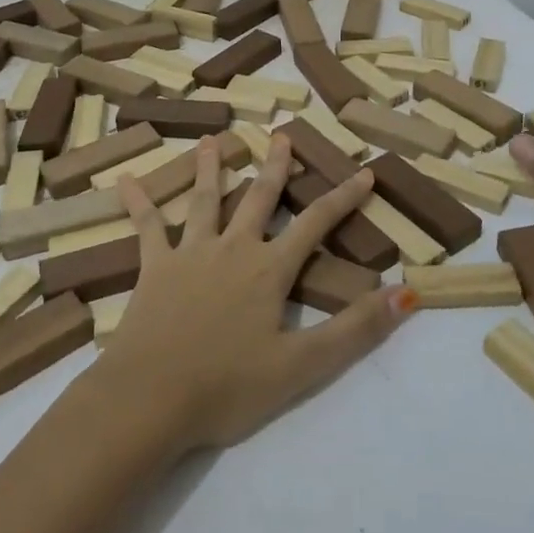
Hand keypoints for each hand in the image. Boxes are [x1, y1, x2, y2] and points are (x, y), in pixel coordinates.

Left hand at [100, 134, 417, 450]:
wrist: (151, 397)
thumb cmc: (228, 387)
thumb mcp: (302, 366)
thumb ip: (355, 329)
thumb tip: (407, 293)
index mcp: (269, 270)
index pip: (316, 224)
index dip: (343, 199)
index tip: (364, 174)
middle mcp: (233, 249)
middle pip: (259, 199)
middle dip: (275, 167)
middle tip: (281, 134)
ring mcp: (190, 253)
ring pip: (204, 200)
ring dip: (209, 168)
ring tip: (211, 140)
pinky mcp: (154, 267)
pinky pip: (147, 227)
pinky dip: (138, 202)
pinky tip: (126, 179)